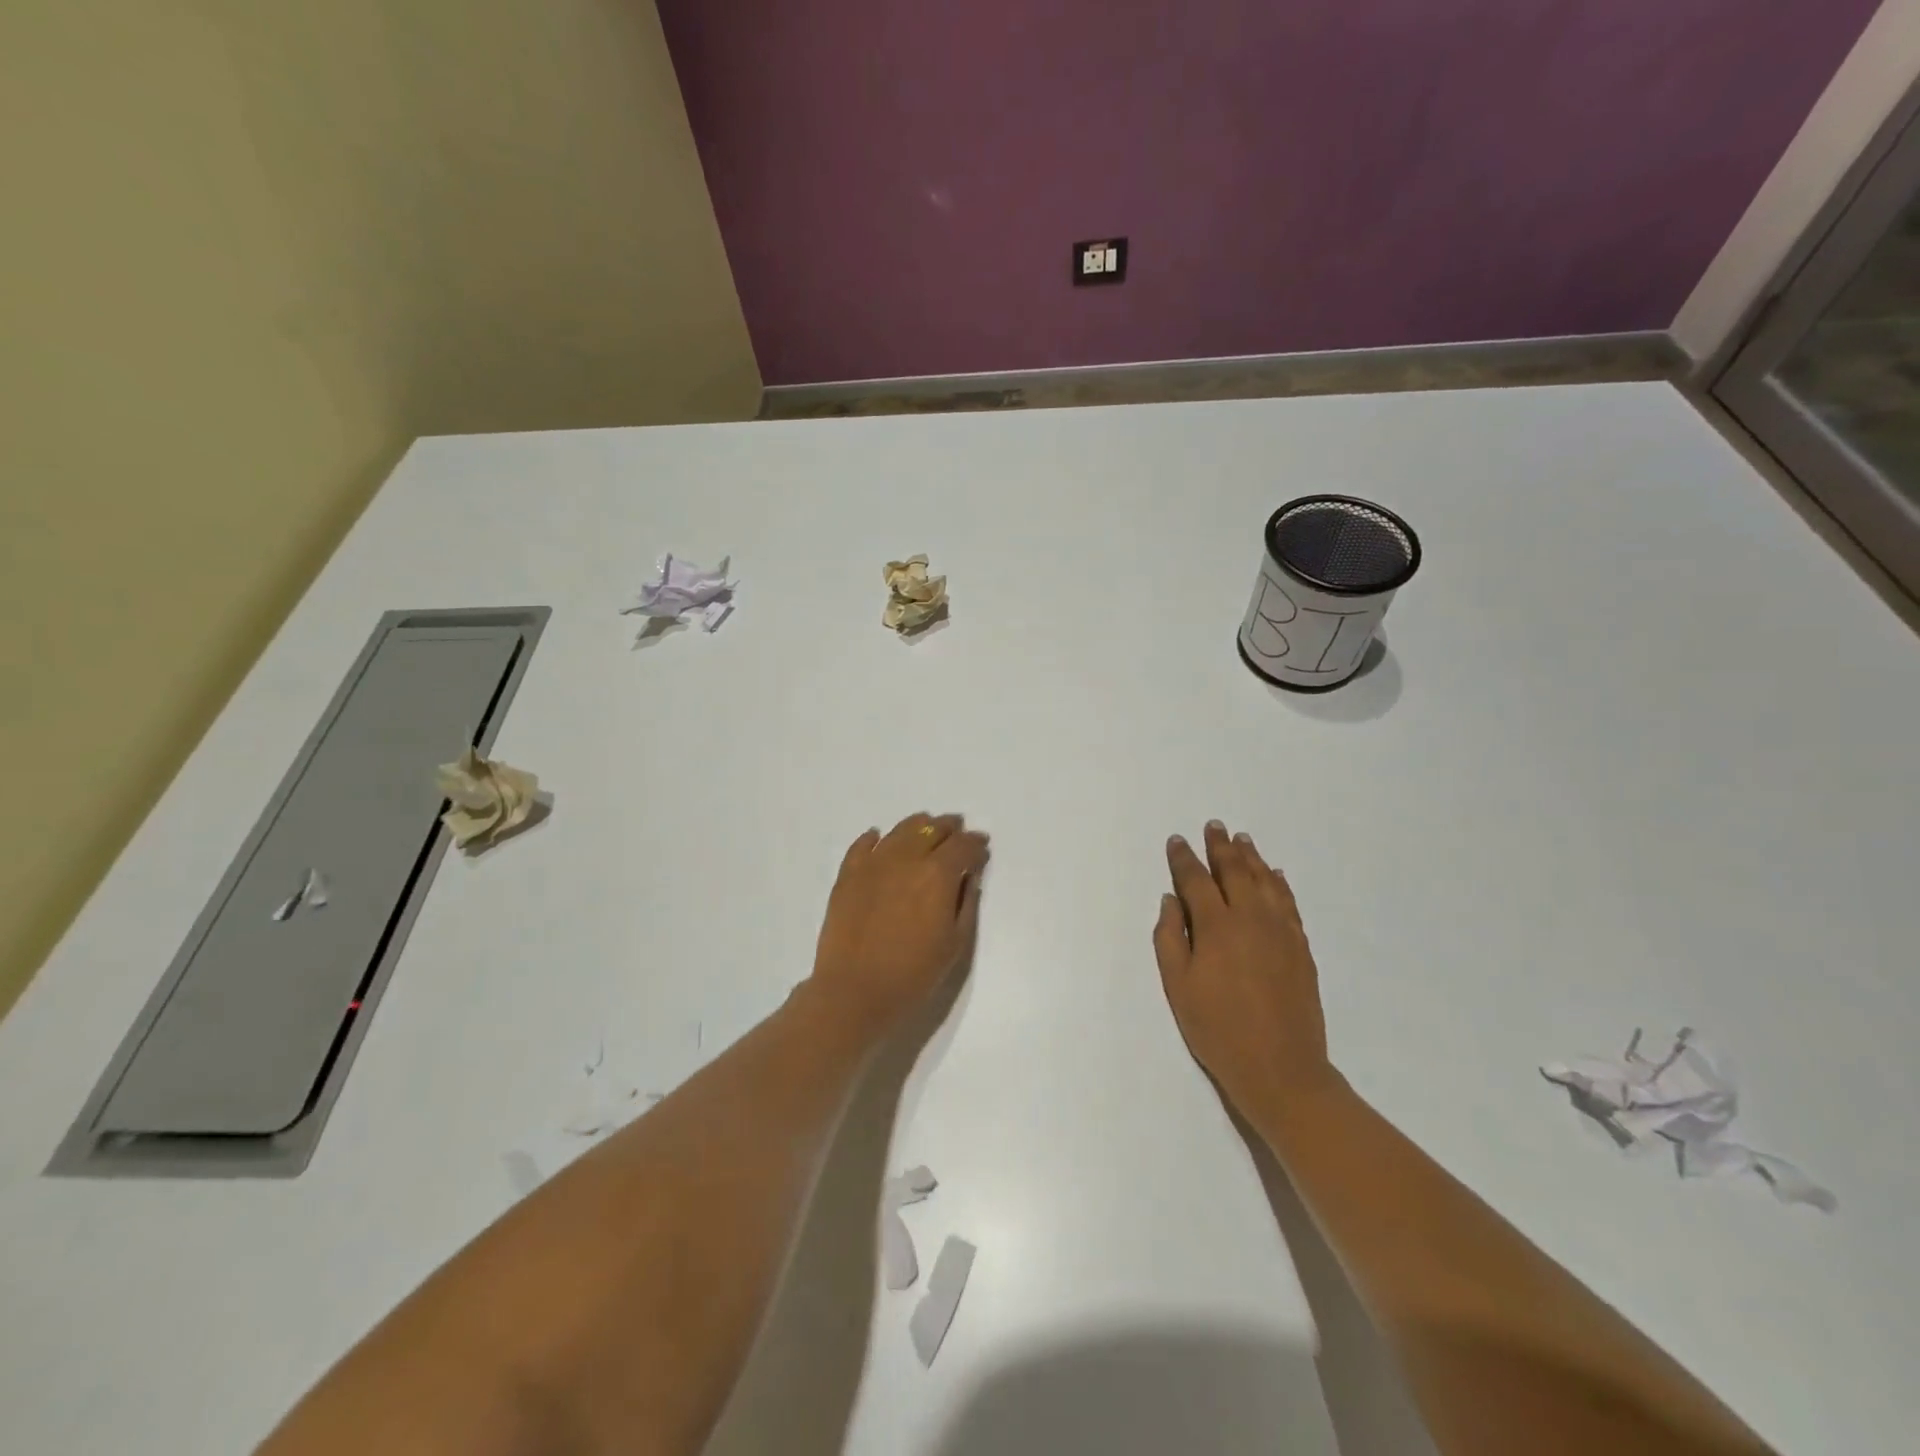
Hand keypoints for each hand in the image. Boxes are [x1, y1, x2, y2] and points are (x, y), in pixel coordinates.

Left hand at [808, 813, 988, 1033]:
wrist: (854, 991)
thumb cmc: (913, 974)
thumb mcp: (955, 943)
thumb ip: (966, 903)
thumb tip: (969, 876)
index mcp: (937, 874)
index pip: (963, 846)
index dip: (976, 844)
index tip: (982, 848)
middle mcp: (906, 858)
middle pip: (932, 830)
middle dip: (950, 829)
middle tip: (958, 832)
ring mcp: (873, 863)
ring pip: (901, 830)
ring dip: (919, 826)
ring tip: (926, 829)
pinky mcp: (848, 874)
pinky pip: (863, 845)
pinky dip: (875, 838)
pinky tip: (879, 838)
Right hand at [1154, 821, 1338, 1115]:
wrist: (1281, 1069)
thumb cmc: (1218, 1029)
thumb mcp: (1178, 987)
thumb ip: (1170, 938)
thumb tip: (1171, 900)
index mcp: (1216, 927)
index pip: (1196, 881)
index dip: (1184, 859)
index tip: (1176, 841)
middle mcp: (1250, 919)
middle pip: (1234, 872)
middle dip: (1221, 847)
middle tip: (1214, 826)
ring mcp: (1280, 932)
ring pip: (1265, 882)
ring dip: (1251, 858)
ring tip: (1242, 840)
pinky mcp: (1301, 948)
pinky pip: (1289, 903)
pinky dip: (1279, 884)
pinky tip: (1275, 875)